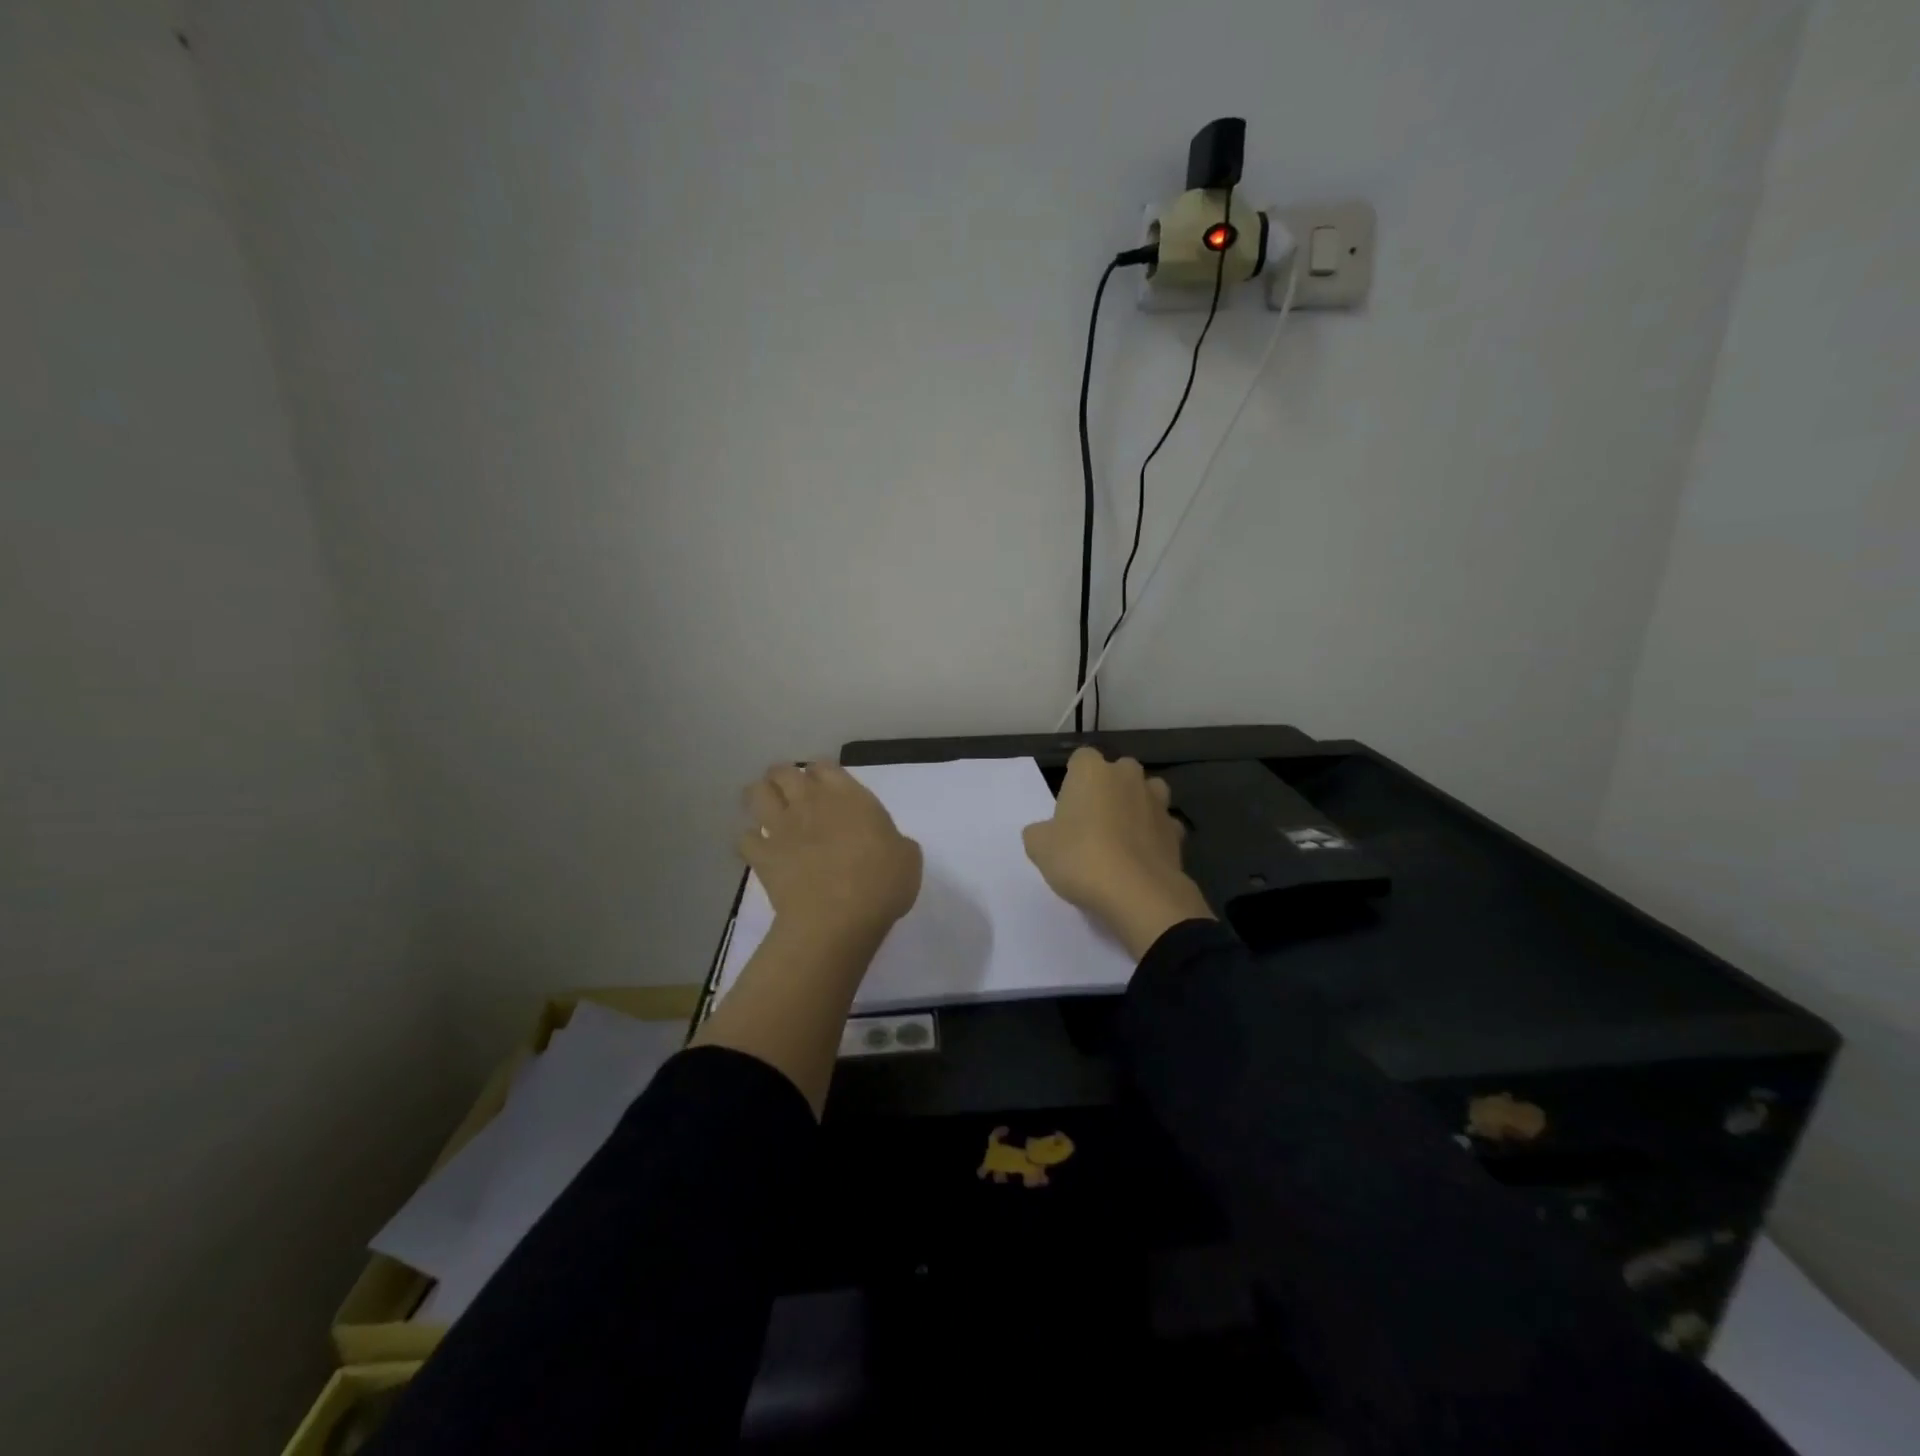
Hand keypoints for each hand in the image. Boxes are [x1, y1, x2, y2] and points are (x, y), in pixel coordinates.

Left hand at [740, 761, 922, 945]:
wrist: (837, 917)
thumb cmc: (881, 883)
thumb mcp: (907, 858)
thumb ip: (894, 842)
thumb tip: (889, 844)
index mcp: (848, 796)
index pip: (824, 766)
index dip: (821, 772)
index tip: (825, 784)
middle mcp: (810, 802)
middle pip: (784, 772)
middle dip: (783, 776)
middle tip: (790, 789)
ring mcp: (781, 828)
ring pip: (757, 794)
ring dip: (760, 796)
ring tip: (766, 807)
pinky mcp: (762, 856)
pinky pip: (744, 839)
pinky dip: (749, 840)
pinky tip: (758, 848)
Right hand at [1022, 747, 1214, 958]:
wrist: (1137, 893)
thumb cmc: (1081, 858)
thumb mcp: (1039, 847)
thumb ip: (1039, 832)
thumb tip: (1046, 833)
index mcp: (1092, 771)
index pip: (1081, 758)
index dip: (1074, 780)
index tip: (1068, 806)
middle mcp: (1128, 777)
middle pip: (1118, 771)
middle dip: (1109, 789)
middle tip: (1093, 821)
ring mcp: (1157, 802)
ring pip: (1148, 793)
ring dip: (1137, 806)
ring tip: (1122, 835)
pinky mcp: (1177, 831)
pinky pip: (1163, 826)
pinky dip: (1155, 836)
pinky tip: (1142, 857)